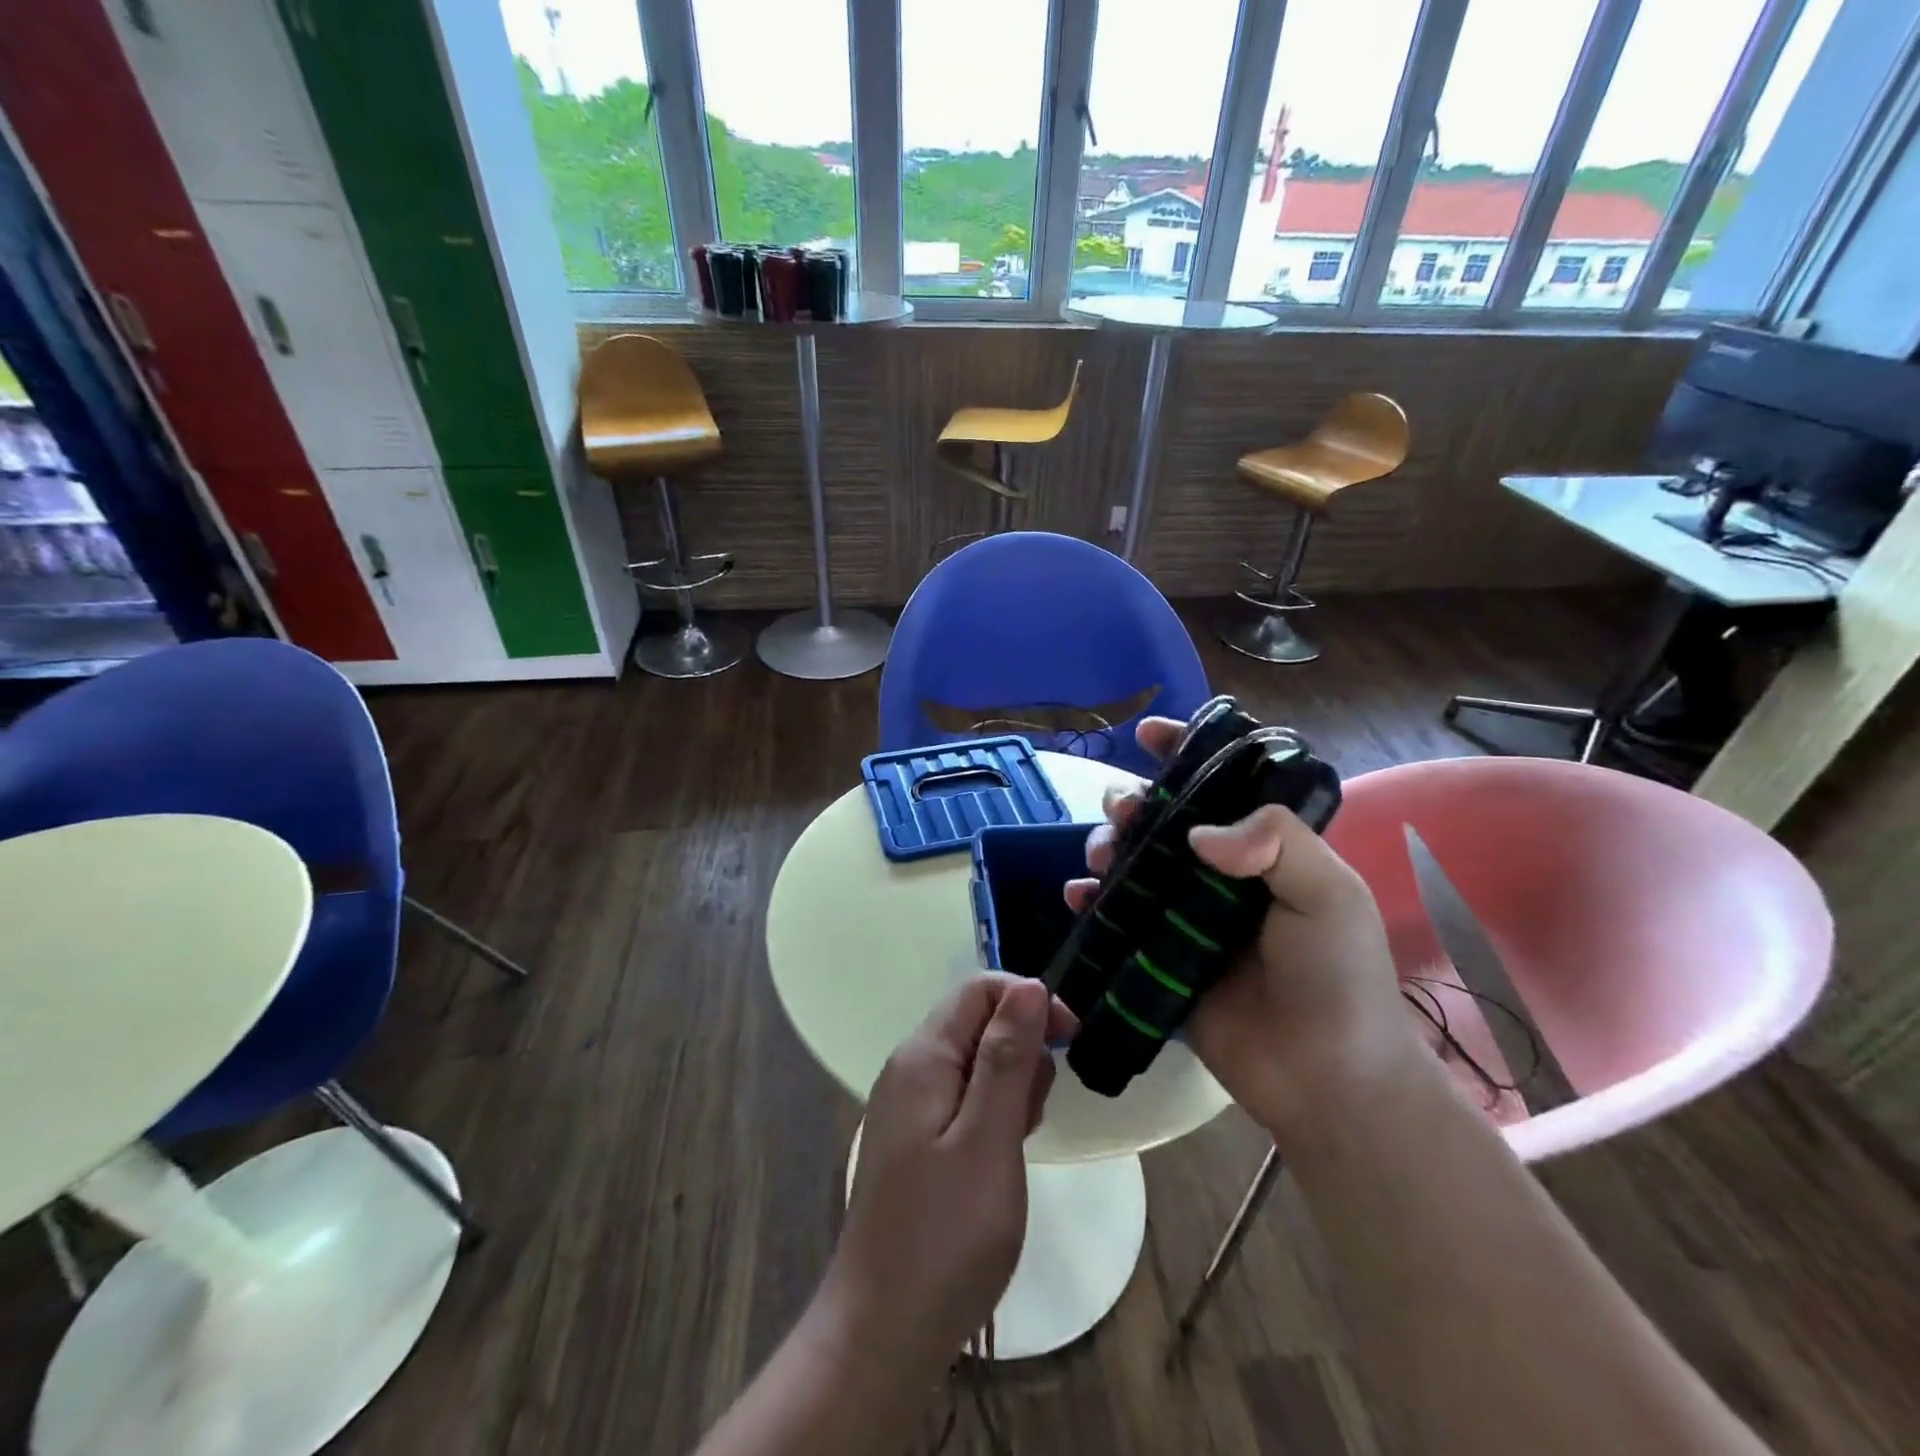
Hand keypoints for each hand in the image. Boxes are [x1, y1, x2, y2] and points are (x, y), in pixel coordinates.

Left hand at [824, 974, 1076, 1375]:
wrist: (883, 1331)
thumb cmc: (945, 1234)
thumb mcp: (989, 1138)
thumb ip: (1007, 1056)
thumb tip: (1030, 986)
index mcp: (923, 1056)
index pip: (979, 989)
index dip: (1029, 1000)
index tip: (1069, 1040)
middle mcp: (909, 1069)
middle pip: (977, 1022)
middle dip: (1021, 1049)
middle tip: (1034, 1113)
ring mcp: (908, 1106)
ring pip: (974, 1062)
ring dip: (1011, 1086)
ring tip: (1018, 1142)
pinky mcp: (915, 1141)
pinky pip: (964, 1100)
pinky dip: (993, 1114)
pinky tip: (1001, 1157)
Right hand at [1067, 718, 1420, 1139]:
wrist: (1324, 1080)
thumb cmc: (1337, 977)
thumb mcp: (1330, 893)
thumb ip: (1277, 842)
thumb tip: (1199, 834)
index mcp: (1265, 849)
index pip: (1221, 784)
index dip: (1185, 751)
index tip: (1149, 734)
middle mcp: (1219, 875)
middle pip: (1162, 819)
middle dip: (1132, 803)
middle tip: (1123, 812)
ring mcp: (1183, 916)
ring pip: (1130, 862)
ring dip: (1105, 845)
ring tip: (1101, 859)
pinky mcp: (1155, 956)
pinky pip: (1112, 917)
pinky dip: (1088, 901)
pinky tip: (1077, 897)